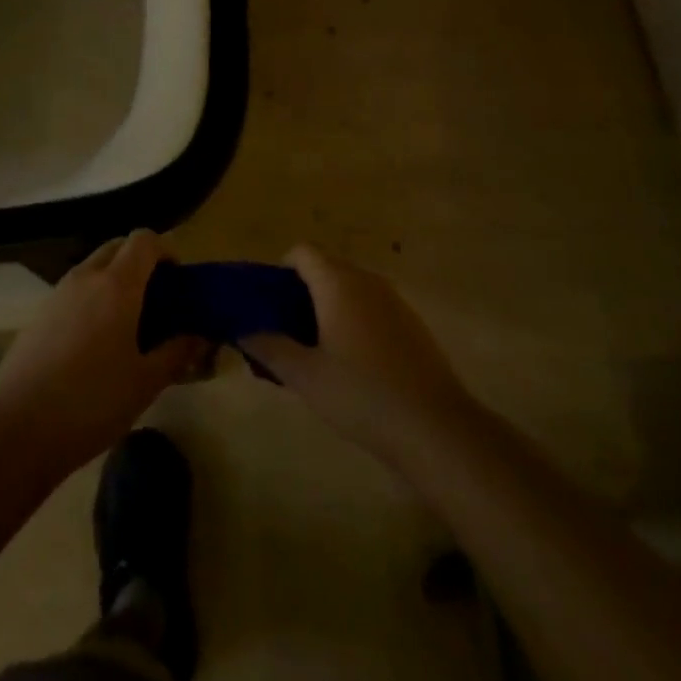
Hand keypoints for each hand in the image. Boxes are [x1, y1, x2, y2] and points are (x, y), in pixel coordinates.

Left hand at [0, 230, 205, 477]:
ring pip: (93, 268)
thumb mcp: (145, 382)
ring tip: (126, 325)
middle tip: (155, 301)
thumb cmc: (92, 402)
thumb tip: (200, 336)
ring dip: (113, 281)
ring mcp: (57, 294)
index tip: (176, 281)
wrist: (18, 431)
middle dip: (139, 263)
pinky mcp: (37, 315)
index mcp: (117, 285)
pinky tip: (93, 345)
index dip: (165, 251)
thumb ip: (177, 352)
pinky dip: (90, 300)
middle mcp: (86, 277)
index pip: (144, 239)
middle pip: (117, 247)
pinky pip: (73, 292)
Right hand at [244, 245, 477, 469]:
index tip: (270, 305)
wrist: (435, 427)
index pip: (302, 252)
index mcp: (338, 283)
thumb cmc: (362, 395)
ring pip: (350, 287)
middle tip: (286, 331)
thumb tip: (245, 330)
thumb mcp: (306, 377)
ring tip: (316, 349)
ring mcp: (393, 299)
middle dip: (302, 291)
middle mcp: (366, 280)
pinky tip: (353, 363)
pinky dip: (354, 318)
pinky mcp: (411, 322)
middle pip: (326, 267)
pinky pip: (371, 305)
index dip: (281, 271)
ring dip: (328, 306)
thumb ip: (271, 348)